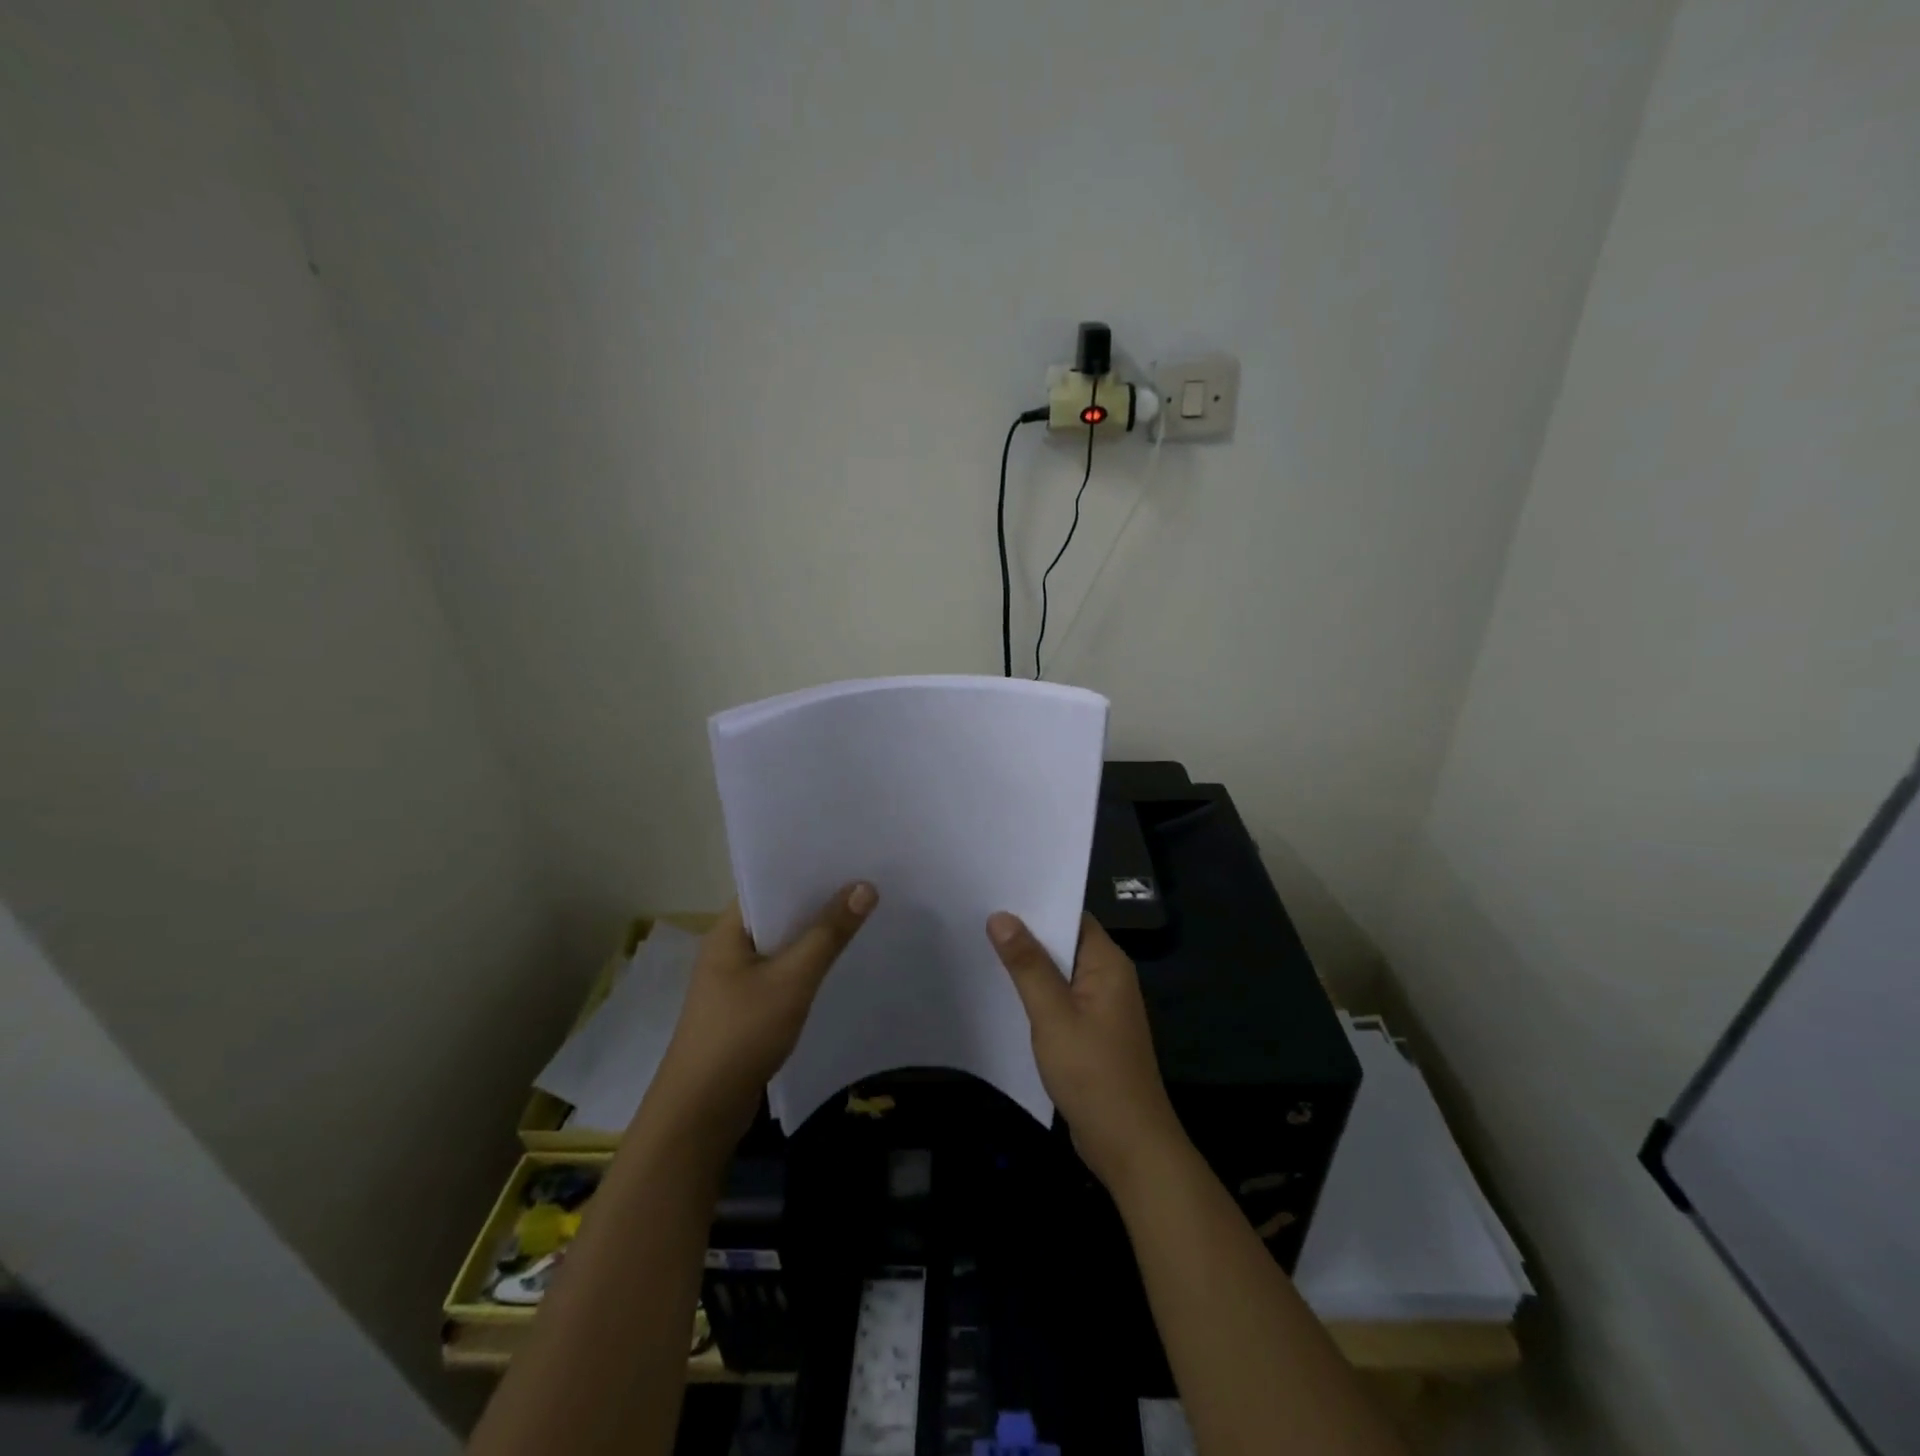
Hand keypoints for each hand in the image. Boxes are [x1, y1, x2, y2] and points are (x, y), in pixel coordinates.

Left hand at [650, 883, 876, 1140]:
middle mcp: (728, 949)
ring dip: (814, 938)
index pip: (767, 884)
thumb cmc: (741, 1034)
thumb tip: (865, 886)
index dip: (805, 870)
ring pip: (782, 947)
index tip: (847, 859)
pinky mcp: (745, 1009)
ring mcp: (735, 981)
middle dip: (818, 903)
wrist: (701, 1112)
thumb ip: (829, 933)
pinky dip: (807, 968)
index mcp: (728, 931)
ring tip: (861, 918)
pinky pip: (782, 975)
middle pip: (778, 915)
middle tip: (866, 885)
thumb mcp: (792, 979)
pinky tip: (838, 966)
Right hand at [986, 911, 1187, 1193]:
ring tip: (982, 946)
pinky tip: (1004, 992)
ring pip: (1060, 973)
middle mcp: (1109, 978)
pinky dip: (1036, 993)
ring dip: (1029, 965)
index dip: (1037, 904)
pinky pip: (1061, 999)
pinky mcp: (1092, 1032)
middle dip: (1026, 933)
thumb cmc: (1093, 1073)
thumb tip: (1001, 916)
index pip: (1072, 916)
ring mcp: (1101, 1007)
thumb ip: (1027, 964)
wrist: (1129, 1145)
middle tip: (979, 915)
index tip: (997, 893)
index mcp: (1108, 964)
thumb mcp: (1053, 1015)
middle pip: (1064, 943)